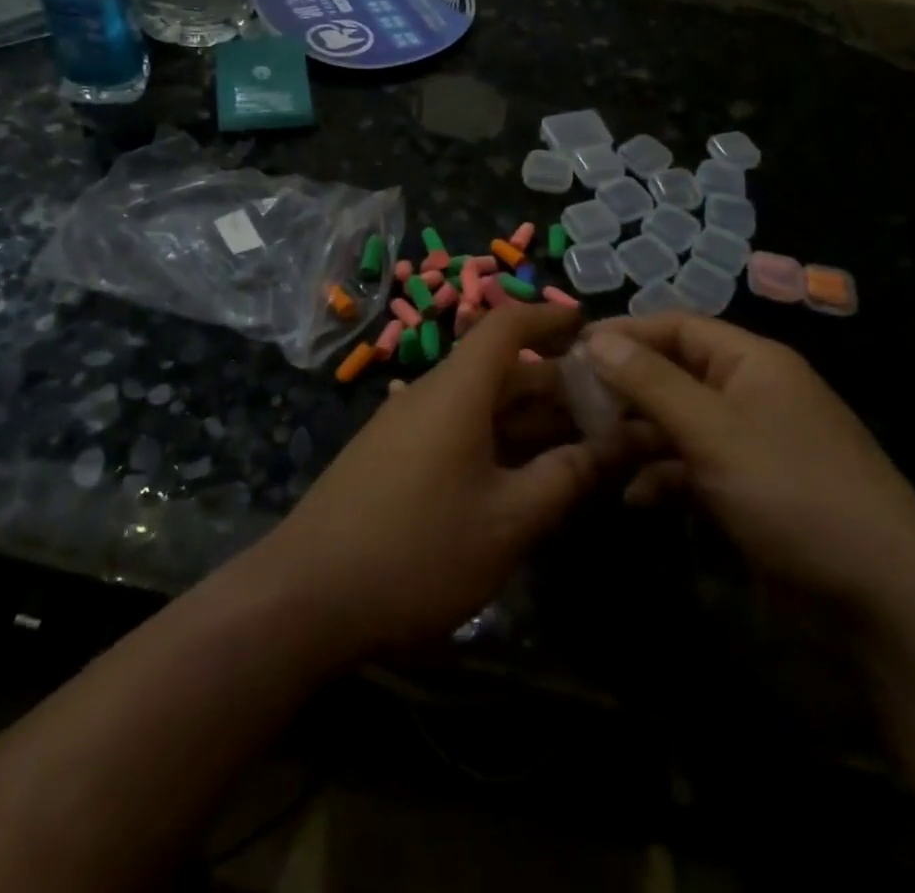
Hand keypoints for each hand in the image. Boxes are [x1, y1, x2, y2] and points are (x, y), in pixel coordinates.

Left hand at [253, 305, 608, 660]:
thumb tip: (611, 445)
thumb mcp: (508, 521)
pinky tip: (519, 479)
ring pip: (480, 404)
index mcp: (458, 389)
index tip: (592, 329)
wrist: (303, 597)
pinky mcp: (391, 457)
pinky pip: (457, 430)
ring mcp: (406, 426)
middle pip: (500, 368)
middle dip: (555, 384)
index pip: (507, 324)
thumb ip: (565, 478)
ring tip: (577, 447)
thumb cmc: (417, 550)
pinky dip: (496, 440)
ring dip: (528, 419)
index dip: (550, 318)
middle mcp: (430, 394)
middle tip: (607, 411)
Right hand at [584, 315, 914, 608]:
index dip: (625, 333)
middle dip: (625, 388)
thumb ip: (652, 383)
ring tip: (593, 453)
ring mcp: (753, 443)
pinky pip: (695, 467)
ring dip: (638, 436)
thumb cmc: (794, 495)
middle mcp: (751, 393)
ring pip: (680, 423)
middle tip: (571, 405)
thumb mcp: (715, 432)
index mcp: (753, 362)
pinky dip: (664, 477)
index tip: (572, 350)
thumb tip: (597, 338)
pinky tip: (636, 499)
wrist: (886, 601)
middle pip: (675, 373)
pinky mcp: (751, 489)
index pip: (677, 327)